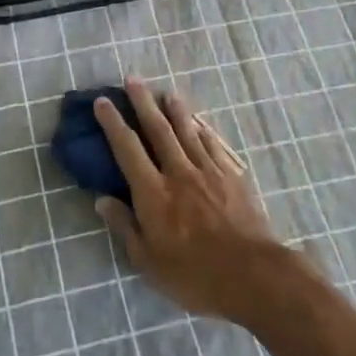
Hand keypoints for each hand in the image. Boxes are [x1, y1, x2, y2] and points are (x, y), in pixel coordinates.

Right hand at [93, 78, 292, 322]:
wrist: (253, 276)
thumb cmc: (194, 276)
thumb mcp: (148, 261)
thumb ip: (125, 227)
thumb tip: (101, 200)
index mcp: (153, 192)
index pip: (127, 149)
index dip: (113, 123)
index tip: (102, 101)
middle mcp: (178, 172)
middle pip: (158, 129)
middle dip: (143, 102)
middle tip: (133, 79)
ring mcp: (208, 171)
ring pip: (188, 131)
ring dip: (175, 110)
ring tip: (167, 92)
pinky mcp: (232, 177)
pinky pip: (213, 146)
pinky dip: (203, 131)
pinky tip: (200, 124)